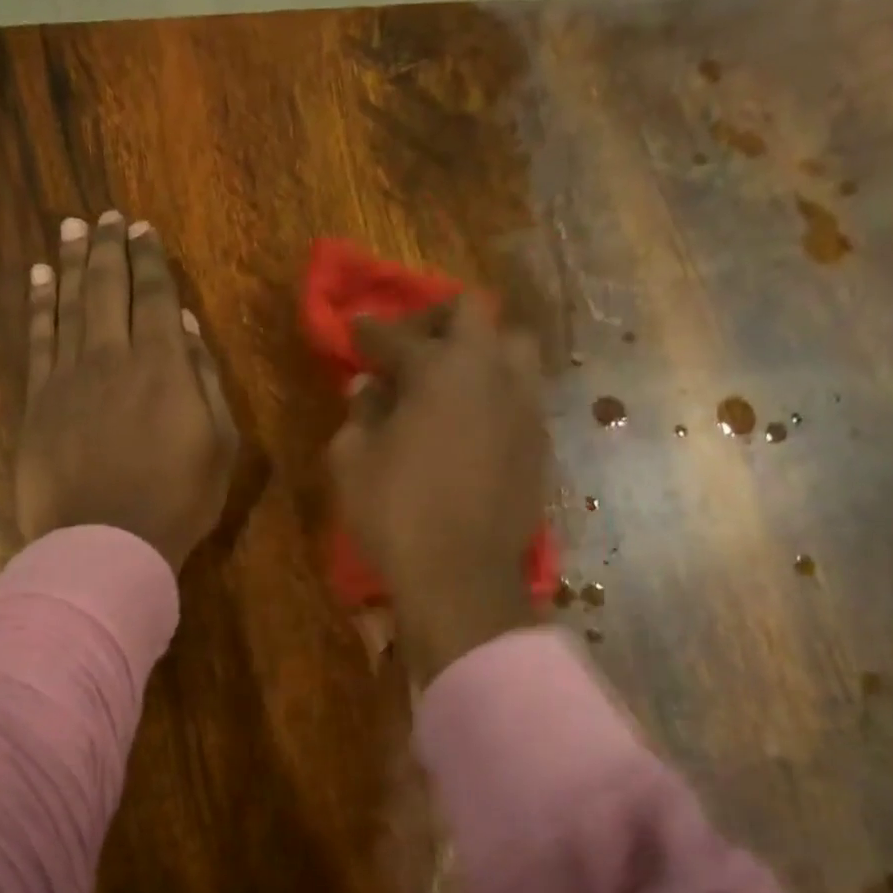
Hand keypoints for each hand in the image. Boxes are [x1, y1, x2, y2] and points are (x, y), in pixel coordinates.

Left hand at [16, 212, 239, 571]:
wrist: (106, 542)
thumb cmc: (177, 500)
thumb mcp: (219, 444)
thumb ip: (203, 379)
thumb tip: (183, 325)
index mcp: (162, 365)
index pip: (153, 295)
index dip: (149, 259)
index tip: (142, 229)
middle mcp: (112, 356)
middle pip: (108, 288)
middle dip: (110, 247)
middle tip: (107, 217)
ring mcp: (68, 375)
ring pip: (70, 303)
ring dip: (73, 262)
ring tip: (73, 228)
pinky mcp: (38, 399)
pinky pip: (38, 338)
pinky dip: (40, 303)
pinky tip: (41, 277)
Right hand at [327, 295, 546, 683]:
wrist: (461, 578)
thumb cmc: (396, 513)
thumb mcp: (353, 461)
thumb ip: (360, 413)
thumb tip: (368, 388)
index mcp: (442, 369)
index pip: (399, 335)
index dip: (370, 331)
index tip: (354, 330)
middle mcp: (492, 373)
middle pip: (474, 314)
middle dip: (436, 321)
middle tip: (410, 347)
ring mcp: (524, 407)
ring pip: (514, 347)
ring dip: (480, 350)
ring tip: (452, 378)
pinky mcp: (539, 442)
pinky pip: (522, 393)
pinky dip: (496, 391)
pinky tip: (473, 419)